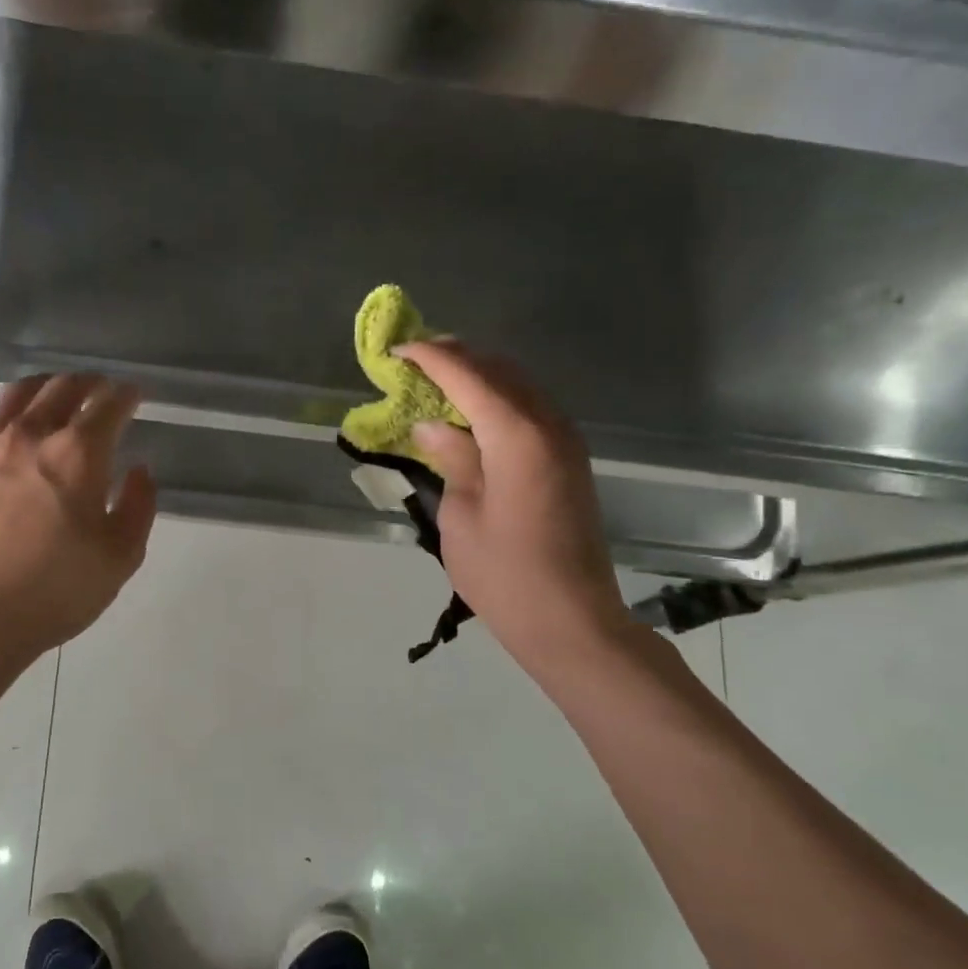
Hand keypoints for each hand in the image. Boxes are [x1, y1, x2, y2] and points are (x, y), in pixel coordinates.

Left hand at [0, 374, 157, 662]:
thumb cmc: (52, 593)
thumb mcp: (119, 559)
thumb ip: (137, 507)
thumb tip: (138, 471)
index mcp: (77, 454)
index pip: (108, 405)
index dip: (126, 394)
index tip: (134, 395)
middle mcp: (28, 436)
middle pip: (60, 388)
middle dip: (87, 383)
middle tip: (98, 390)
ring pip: (12, 396)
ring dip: (40, 388)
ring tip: (50, 394)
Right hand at [395, 341, 632, 669]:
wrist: (570, 620)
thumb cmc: (504, 574)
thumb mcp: (461, 515)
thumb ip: (451, 458)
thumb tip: (433, 426)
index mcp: (517, 435)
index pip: (468, 375)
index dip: (431, 357)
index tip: (397, 349)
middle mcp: (548, 424)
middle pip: (499, 369)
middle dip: (456, 356)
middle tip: (414, 359)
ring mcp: (565, 440)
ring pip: (519, 384)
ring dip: (478, 374)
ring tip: (436, 378)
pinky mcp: (569, 459)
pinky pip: (530, 408)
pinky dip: (497, 397)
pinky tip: (471, 411)